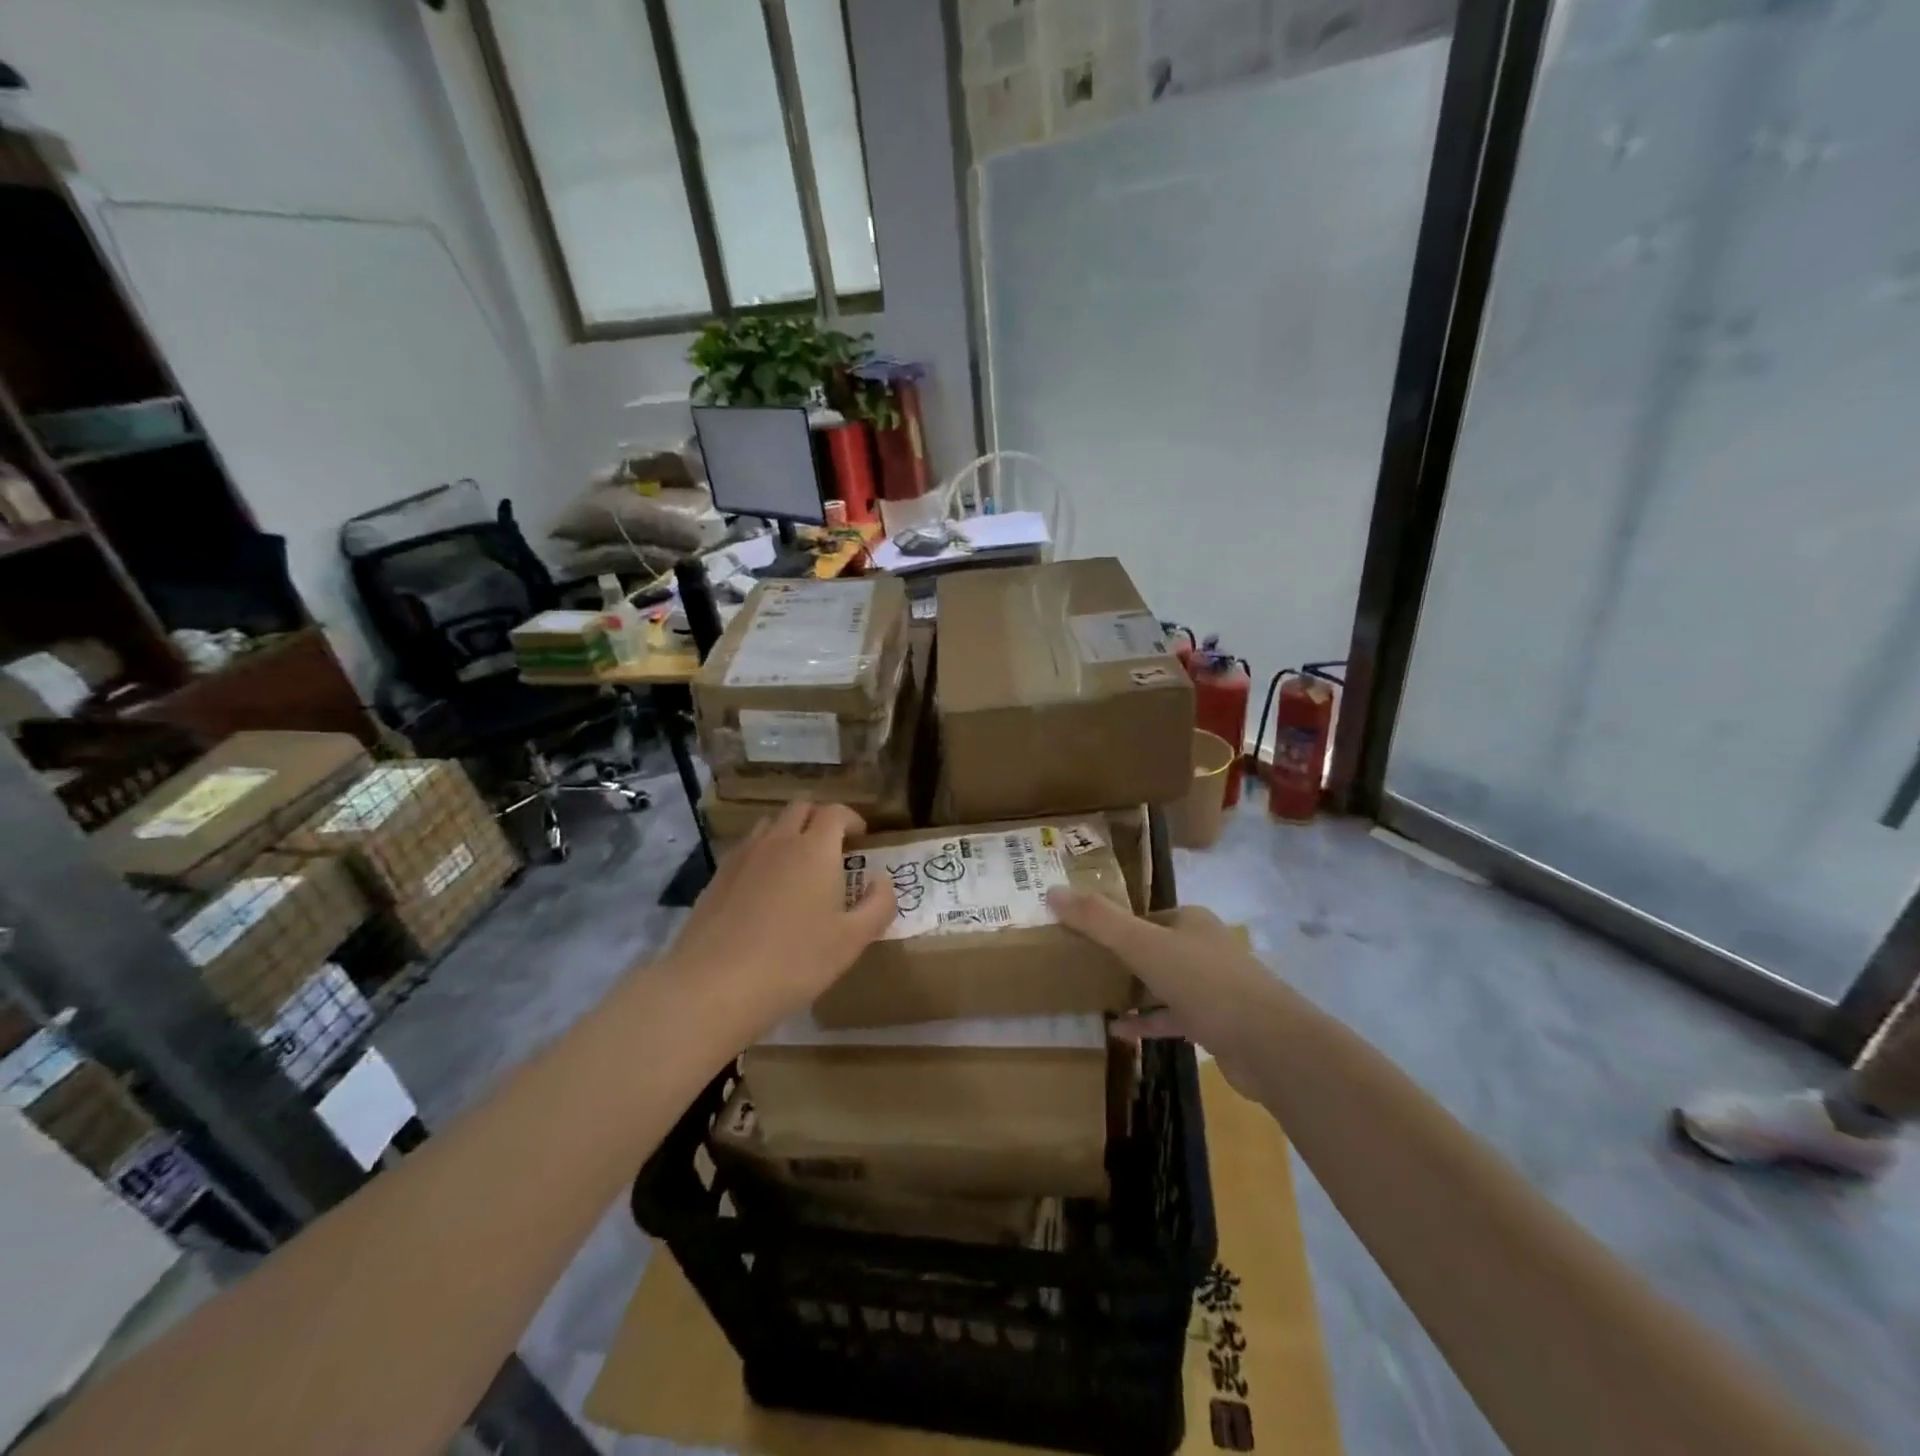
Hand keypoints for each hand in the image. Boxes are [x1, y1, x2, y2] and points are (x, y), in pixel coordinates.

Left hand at [664, 800, 895, 1033]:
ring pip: (770, 825)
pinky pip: (746, 849)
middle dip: (820, 820)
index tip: (861, 838)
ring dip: (789, 833)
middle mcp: (778, 841)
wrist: (713, 985)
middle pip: (800, 808)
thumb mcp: (852, 941)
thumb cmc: (794, 961)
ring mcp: (742, 856)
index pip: (835, 812)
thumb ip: (878, 906)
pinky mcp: (717, 877)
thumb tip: (882, 882)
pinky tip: (764, 889)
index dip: (852, 819)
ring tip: (798, 866)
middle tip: (832, 849)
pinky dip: (762, 855)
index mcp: (814, 850)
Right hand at [1047, 890, 1275, 1097]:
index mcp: (1189, 921)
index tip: (1078, 936)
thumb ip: (1098, 920)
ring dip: (1133, 990)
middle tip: (1081, 967)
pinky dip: (1147, 1023)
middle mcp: (1203, 948)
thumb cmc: (1205, 983)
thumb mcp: (1143, 945)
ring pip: (1163, 983)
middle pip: (1152, 947)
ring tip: (1094, 997)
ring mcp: (1212, 987)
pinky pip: (1172, 1018)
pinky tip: (1118, 1032)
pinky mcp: (1215, 1024)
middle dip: (1120, 957)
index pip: (1142, 915)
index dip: (1111, 923)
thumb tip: (1052, 891)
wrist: (1269, 1044)